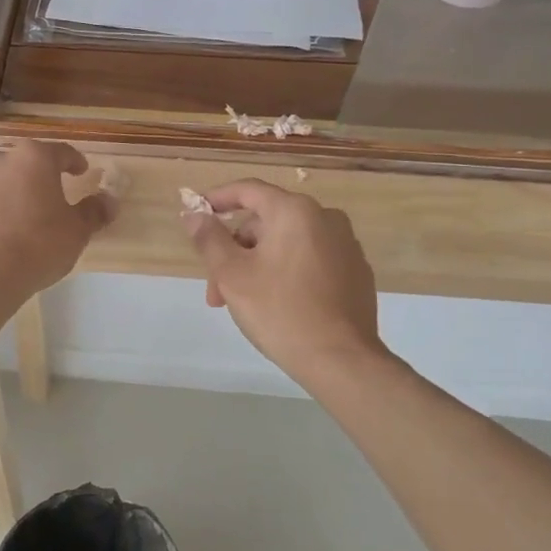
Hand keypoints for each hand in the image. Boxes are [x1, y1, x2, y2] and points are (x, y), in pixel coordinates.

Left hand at [0, 142, 113, 298]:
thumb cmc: (40, 244)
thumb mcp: (77, 230)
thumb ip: (94, 211)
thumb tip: (110, 201)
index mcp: (34, 159)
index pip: (60, 151)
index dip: (73, 161)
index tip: (80, 172)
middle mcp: (0, 162)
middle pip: (24, 165)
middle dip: (37, 178)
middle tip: (49, 199)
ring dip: (8, 195)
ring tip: (19, 220)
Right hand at [182, 179, 384, 386]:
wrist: (341, 360)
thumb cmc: (279, 311)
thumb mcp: (232, 274)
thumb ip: (209, 238)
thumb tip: (194, 214)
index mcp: (295, 211)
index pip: (248, 190)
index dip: (217, 198)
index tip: (196, 214)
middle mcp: (326, 218)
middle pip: (266, 222)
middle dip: (234, 250)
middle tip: (216, 288)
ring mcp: (346, 245)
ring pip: (286, 243)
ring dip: (257, 265)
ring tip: (241, 303)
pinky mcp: (356, 272)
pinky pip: (310, 260)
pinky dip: (286, 272)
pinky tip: (276, 304)